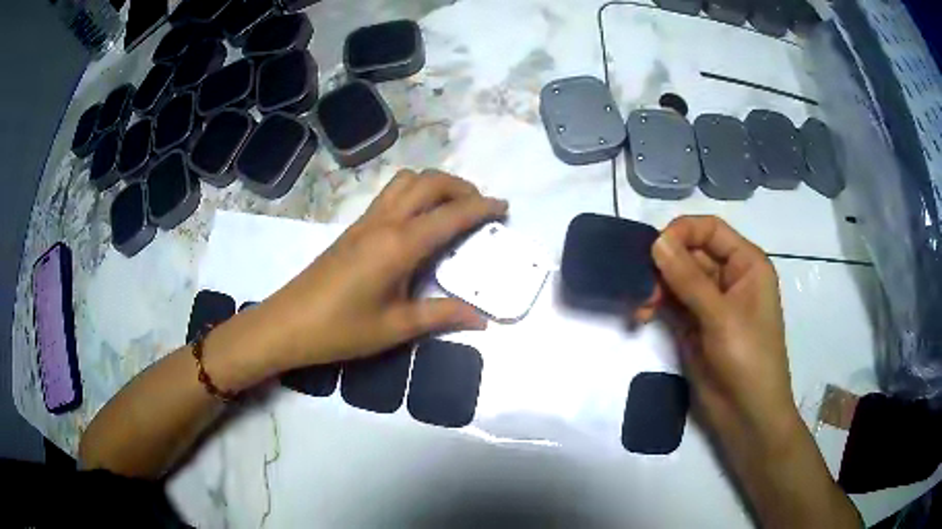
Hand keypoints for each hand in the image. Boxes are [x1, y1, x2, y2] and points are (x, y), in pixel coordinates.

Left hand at [257, 170, 506, 370]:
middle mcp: (384, 222)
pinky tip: (420, 219)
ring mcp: (365, 221)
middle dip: (461, 187)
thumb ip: (441, 316)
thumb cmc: (341, 330)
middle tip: (480, 207)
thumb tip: (482, 320)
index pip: (450, 215)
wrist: (288, 324)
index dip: (481, 207)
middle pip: (428, 182)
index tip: (503, 207)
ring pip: (406, 181)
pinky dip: (414, 192)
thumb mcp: (396, 328)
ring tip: (452, 208)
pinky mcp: (353, 228)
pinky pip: (390, 194)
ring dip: (434, 184)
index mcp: (399, 245)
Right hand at [650, 216, 798, 445]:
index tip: (653, 248)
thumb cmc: (748, 359)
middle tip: (642, 285)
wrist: (747, 416)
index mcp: (746, 264)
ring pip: (676, 278)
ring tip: (642, 306)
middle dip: (664, 265)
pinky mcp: (693, 326)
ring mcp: (710, 303)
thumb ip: (688, 278)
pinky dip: (655, 304)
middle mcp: (728, 277)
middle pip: (690, 252)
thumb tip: (656, 241)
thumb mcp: (721, 316)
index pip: (710, 230)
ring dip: (656, 286)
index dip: (682, 232)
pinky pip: (670, 303)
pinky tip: (642, 315)